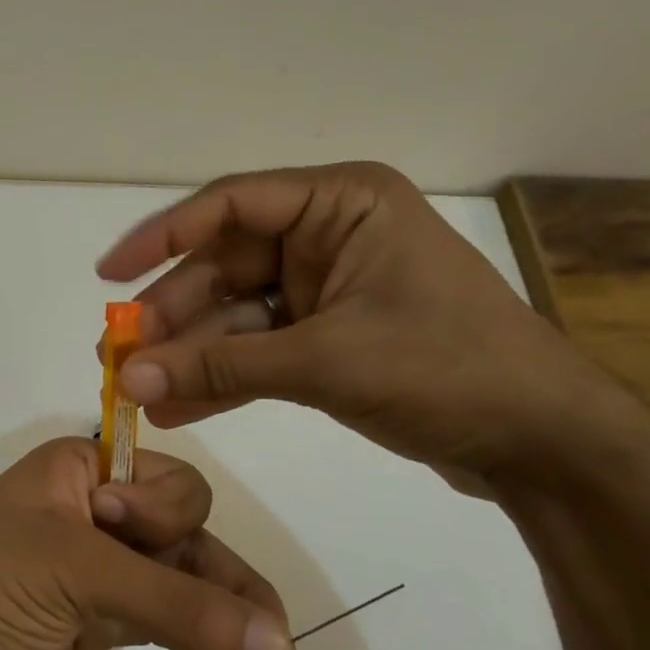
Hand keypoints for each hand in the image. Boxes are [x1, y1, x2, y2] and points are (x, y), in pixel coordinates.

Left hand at [0, 438, 293, 649]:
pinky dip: (195, 632)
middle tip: (256, 616)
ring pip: (174, 575)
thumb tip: (281, 645)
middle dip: (208, 564)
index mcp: (75, 470)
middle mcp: (88, 511)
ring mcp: (91, 570)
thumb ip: (178, 604)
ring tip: (272, 647)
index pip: (159, 475)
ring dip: (218, 606)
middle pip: (177, 525)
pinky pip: (160, 617)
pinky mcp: (92, 623)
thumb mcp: (75, 571)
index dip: (160, 506)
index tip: (123, 531)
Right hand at [95, 162, 629, 491]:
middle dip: (173, 318)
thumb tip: (128, 380)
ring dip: (190, 355)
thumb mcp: (324, 362)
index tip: (109, 274)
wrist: (541, 443)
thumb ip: (221, 367)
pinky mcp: (326, 337)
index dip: (162, 238)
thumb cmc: (447, 370)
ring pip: (235, 316)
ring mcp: (325, 289)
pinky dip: (221, 378)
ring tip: (136, 392)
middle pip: (224, 269)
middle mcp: (327, 237)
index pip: (230, 206)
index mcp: (341, 205)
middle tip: (118, 358)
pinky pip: (257, 350)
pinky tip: (176, 407)